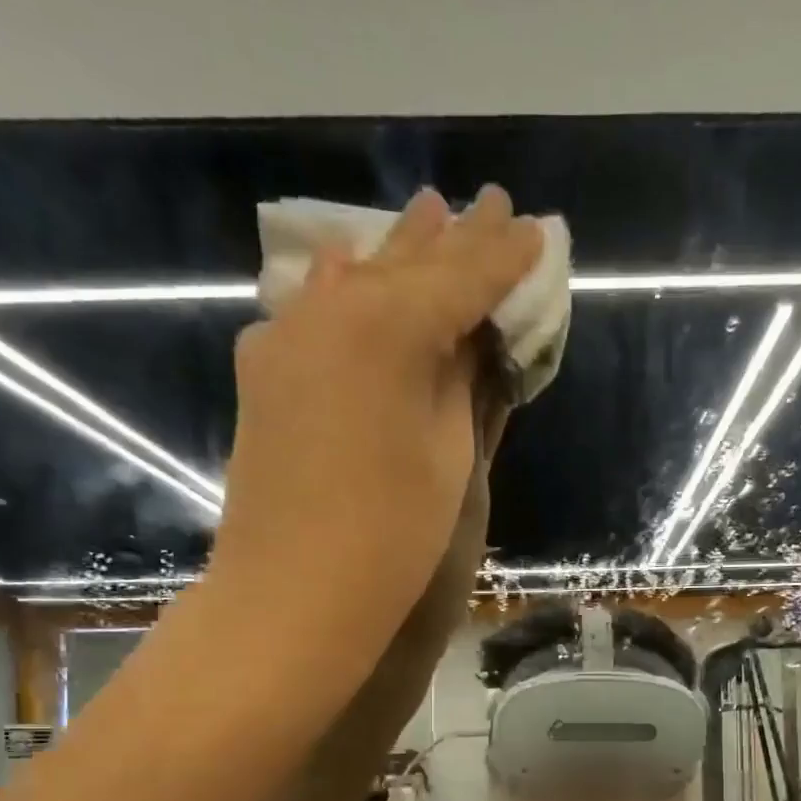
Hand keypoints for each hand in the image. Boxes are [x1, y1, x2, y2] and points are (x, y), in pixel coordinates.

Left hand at [213, 186, 539, 645]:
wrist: (292, 594)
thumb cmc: (391, 537)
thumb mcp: (448, 456)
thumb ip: (458, 383)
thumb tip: (465, 341)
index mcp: (390, 326)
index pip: (462, 278)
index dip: (504, 257)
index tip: (536, 231)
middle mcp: (332, 310)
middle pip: (406, 265)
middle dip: (454, 239)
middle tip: (494, 207)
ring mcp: (286, 337)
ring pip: (355, 277)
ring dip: (398, 253)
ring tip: (430, 215)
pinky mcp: (264, 372)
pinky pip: (315, 309)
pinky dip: (346, 290)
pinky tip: (354, 268)